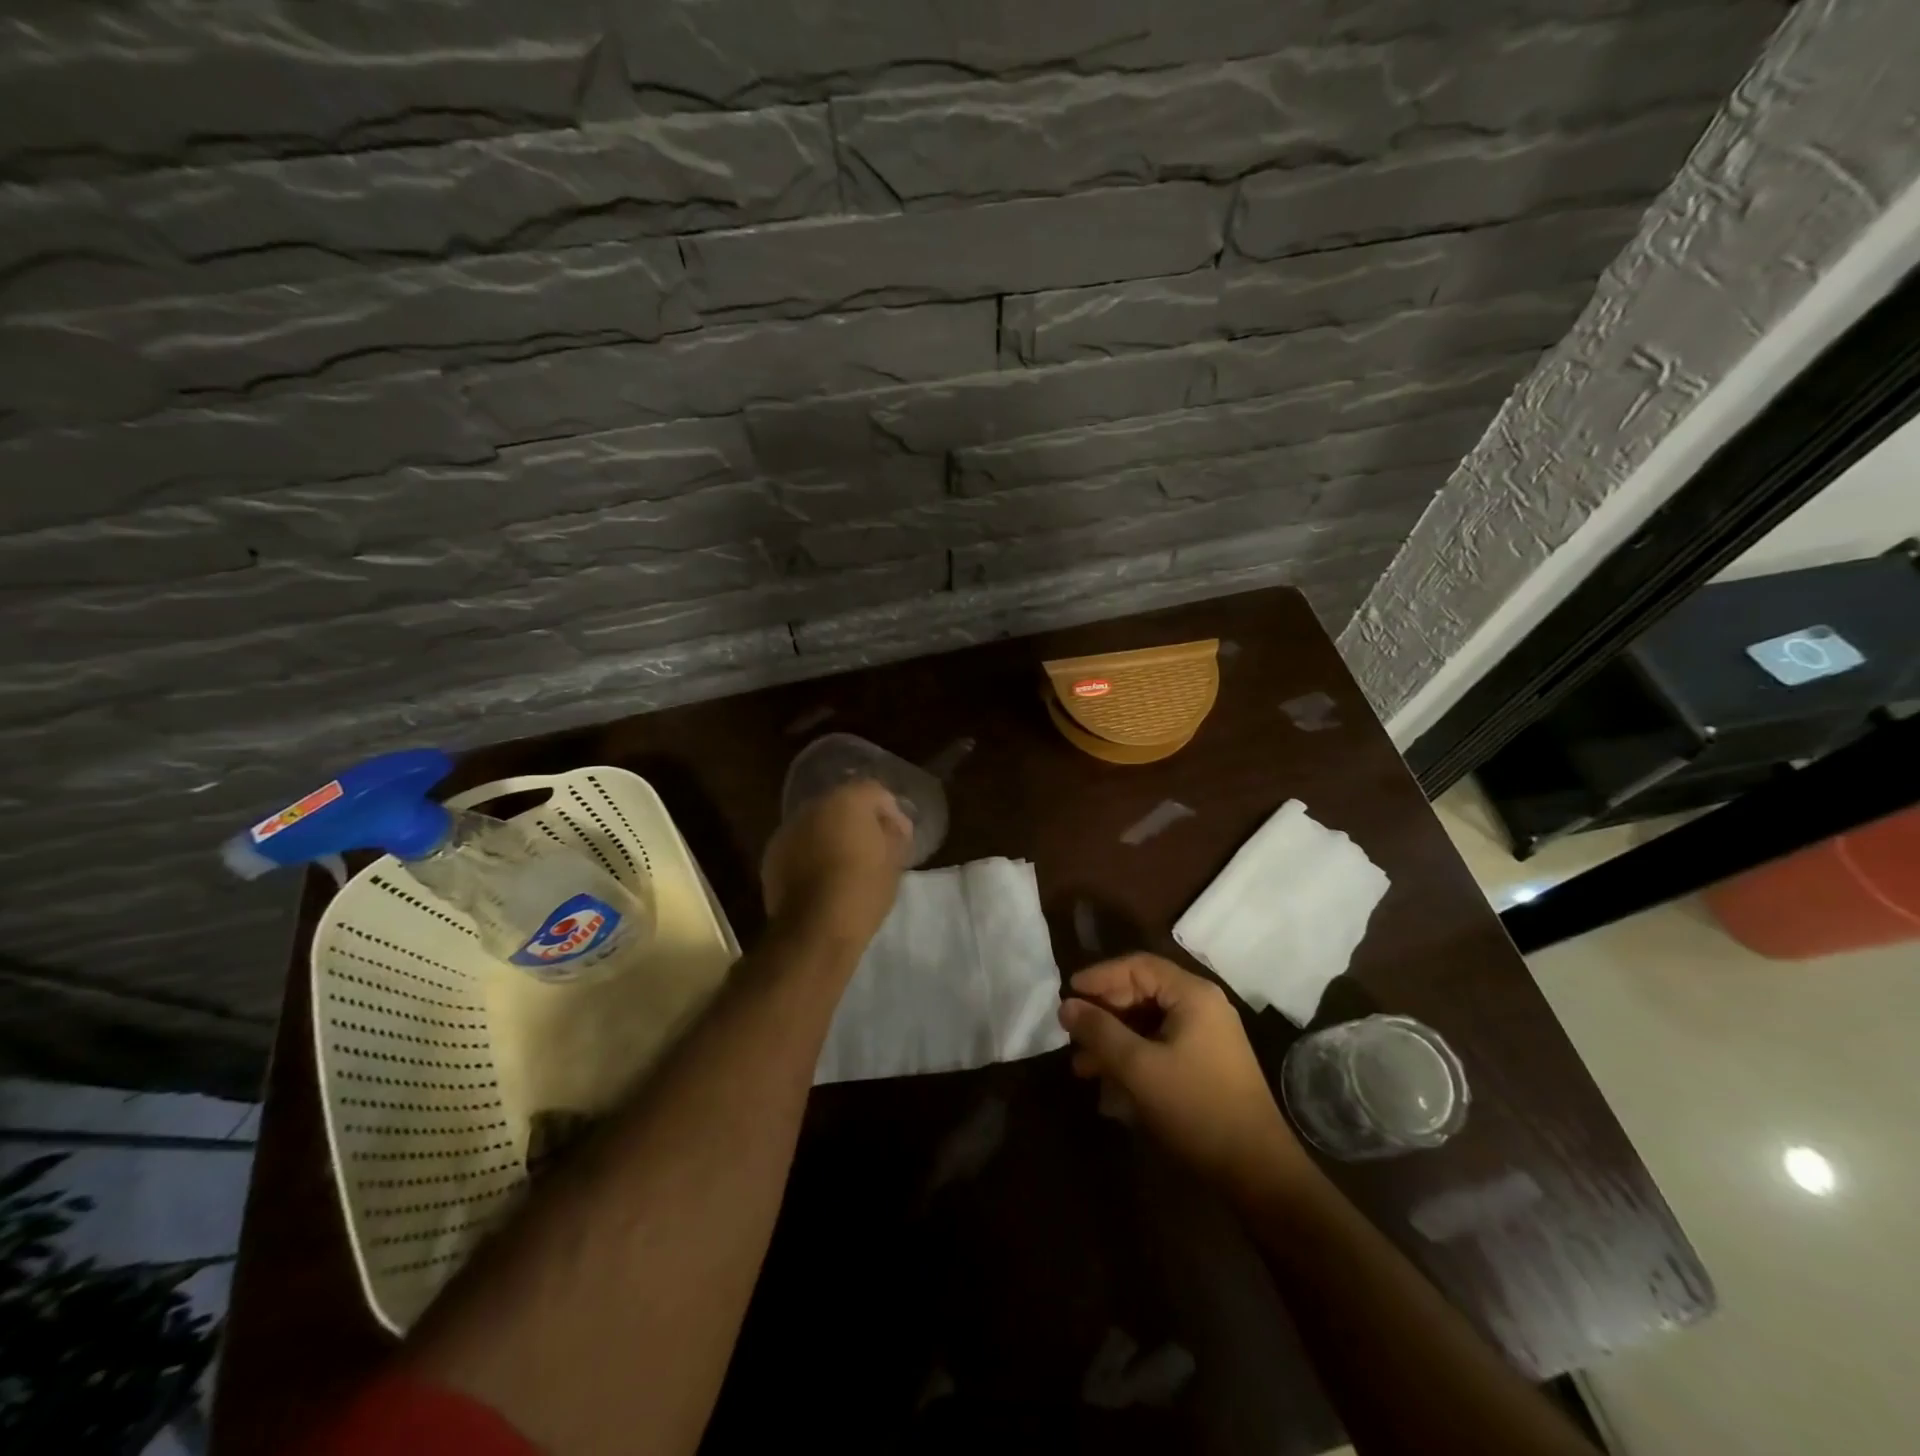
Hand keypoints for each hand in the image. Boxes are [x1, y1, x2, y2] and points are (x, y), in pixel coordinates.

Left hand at [762, 778, 911, 945]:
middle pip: (842, 804)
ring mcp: (788, 830)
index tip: (899, 837)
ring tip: (845, 865)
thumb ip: (895, 834)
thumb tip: (893, 826)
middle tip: (873, 848)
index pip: (875, 792)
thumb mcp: (893, 862)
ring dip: (832, 836)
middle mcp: (813, 806)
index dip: (891, 812)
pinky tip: (822, 878)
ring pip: (818, 824)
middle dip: (858, 822)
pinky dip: (811, 854)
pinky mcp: (771, 855)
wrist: (813, 929)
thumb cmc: (862, 890)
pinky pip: (800, 846)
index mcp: (846, 800)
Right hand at [1059, 954, 1305, 1190]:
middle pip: (1142, 993)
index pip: (1138, 965)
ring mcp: (1207, 1037)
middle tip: (1071, 1034)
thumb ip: (1100, 1032)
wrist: (1257, 1173)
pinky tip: (1109, 1087)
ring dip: (1114, 1041)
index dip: (1099, 976)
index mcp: (1193, 995)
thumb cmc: (1196, 1108)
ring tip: (1082, 1067)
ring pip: (1148, 1024)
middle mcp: (1202, 1007)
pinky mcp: (1206, 1065)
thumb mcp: (1139, 1068)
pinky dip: (1133, 1059)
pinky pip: (1160, 1047)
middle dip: (1104, 1014)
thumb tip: (1066, 1005)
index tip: (1067, 994)